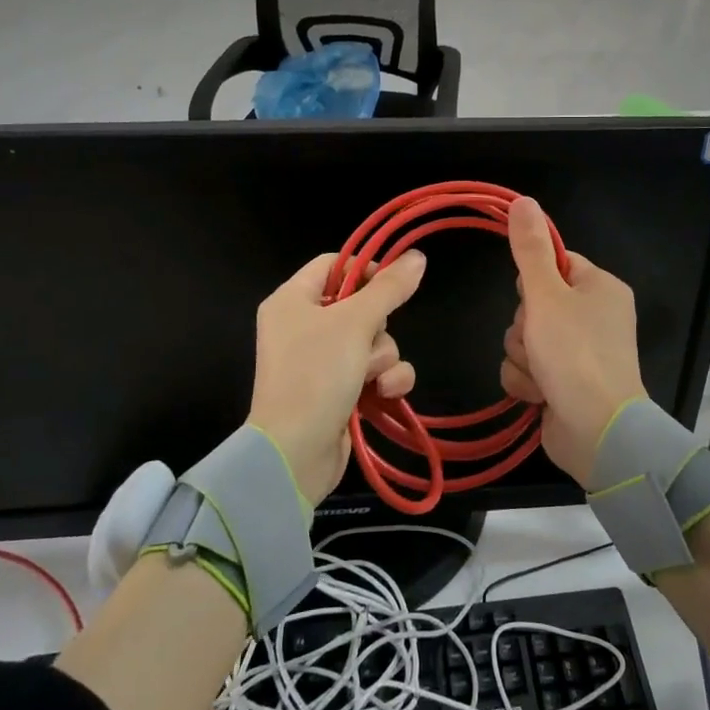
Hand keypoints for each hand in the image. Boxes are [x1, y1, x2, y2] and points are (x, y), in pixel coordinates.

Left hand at [248, 250, 425, 504]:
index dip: (365, 269)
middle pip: (359, 306)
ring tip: (372, 378)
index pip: (332, 265)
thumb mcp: (355, 322)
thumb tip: (418, 256)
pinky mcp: (338, 392)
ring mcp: (320, 363)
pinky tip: (384, 395)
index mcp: (291, 300)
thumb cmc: (316, 374)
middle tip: (369, 342)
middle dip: (377, 327)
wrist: (295, 453)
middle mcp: (302, 327)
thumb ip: (389, 288)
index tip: (394, 281)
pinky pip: (374, 373)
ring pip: (373, 342)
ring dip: (383, 359)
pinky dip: (384, 382)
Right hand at [499, 197, 647, 487]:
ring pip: (525, 339)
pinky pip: (527, 369)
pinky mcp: (564, 384)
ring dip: (523, 357)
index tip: (533, 297)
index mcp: (600, 288)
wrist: (597, 432)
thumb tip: (523, 200)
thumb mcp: (546, 294)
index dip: (534, 281)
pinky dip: (527, 381)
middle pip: (534, 304)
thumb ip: (530, 249)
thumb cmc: (575, 354)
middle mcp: (593, 317)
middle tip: (539, 341)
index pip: (554, 264)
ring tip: (542, 374)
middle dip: (526, 327)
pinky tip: (539, 395)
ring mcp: (580, 353)